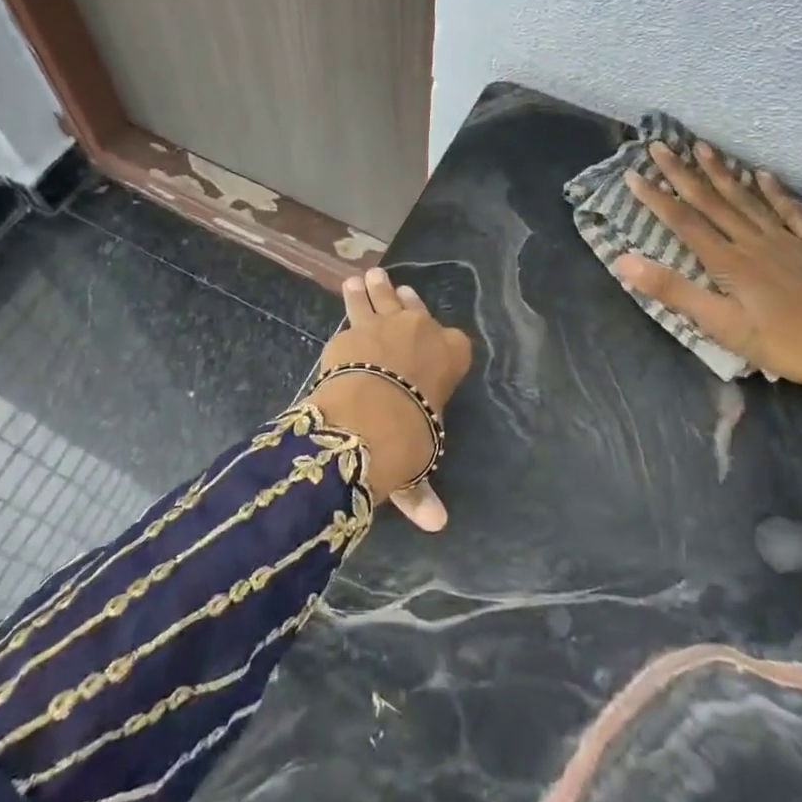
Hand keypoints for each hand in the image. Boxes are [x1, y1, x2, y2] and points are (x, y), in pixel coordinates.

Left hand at [313, 267, 472, 529]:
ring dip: (373, 289)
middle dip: (402, 300)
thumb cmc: (409, 437)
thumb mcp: (420, 459)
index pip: (455, 342)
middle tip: (393, 286)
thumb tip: (437, 524)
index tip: (432, 333)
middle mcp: (421, 331)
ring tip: (365, 276)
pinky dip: (350, 301)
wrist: (370, 416)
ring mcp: (384, 325)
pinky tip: (347, 291)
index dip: (443, 338)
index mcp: (450, 357)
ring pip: (379, 300)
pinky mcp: (350, 330)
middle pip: (413, 310)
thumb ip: (422, 490)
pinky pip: (352, 311)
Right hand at [613, 142, 801, 426]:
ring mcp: (789, 241)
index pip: (684, 223)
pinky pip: (793, 212)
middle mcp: (754, 242)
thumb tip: (625, 261)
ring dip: (722, 173)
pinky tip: (763, 174)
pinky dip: (776, 192)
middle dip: (682, 173)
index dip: (656, 198)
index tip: (633, 174)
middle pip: (712, 202)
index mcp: (729, 263)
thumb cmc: (788, 345)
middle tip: (660, 146)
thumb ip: (674, 291)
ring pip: (748, 199)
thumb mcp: (723, 327)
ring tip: (702, 147)